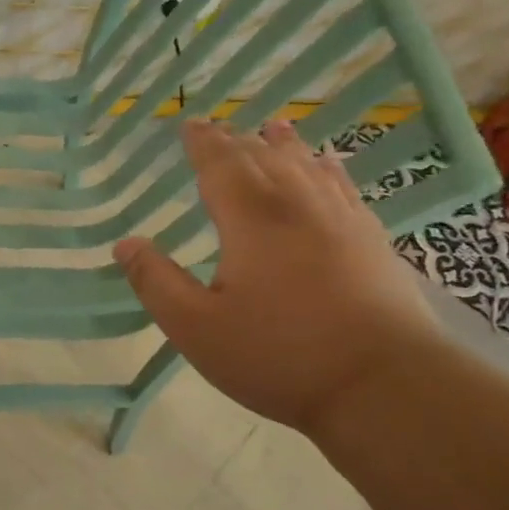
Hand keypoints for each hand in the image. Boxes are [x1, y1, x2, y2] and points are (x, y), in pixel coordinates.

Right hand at [115, 119, 438, 434]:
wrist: (383, 385)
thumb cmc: (278, 355)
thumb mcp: (196, 328)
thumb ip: (156, 283)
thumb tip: (124, 244)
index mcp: (252, 220)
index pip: (221, 165)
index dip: (203, 143)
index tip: (189, 124)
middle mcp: (298, 206)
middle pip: (264, 158)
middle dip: (237, 141)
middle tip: (219, 127)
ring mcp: (342, 220)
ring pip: (308, 167)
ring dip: (285, 145)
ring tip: (274, 128)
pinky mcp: (372, 241)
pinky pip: (344, 188)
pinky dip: (328, 169)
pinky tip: (329, 166)